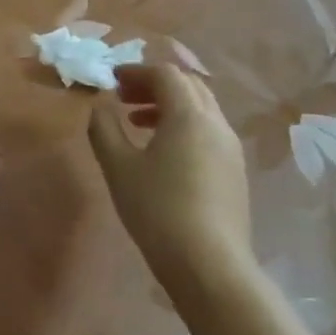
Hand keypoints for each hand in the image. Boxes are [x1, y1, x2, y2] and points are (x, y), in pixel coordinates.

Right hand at [87, 63, 256, 307]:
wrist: (208, 263)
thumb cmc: (157, 208)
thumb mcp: (118, 166)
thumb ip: (104, 129)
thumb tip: (101, 106)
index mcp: (189, 116)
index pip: (166, 74)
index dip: (136, 71)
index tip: (111, 80)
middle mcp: (216, 124)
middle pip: (189, 86)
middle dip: (154, 84)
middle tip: (123, 97)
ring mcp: (230, 148)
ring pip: (201, 109)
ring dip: (169, 105)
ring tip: (137, 123)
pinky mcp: (234, 171)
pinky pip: (207, 131)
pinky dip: (182, 126)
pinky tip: (161, 152)